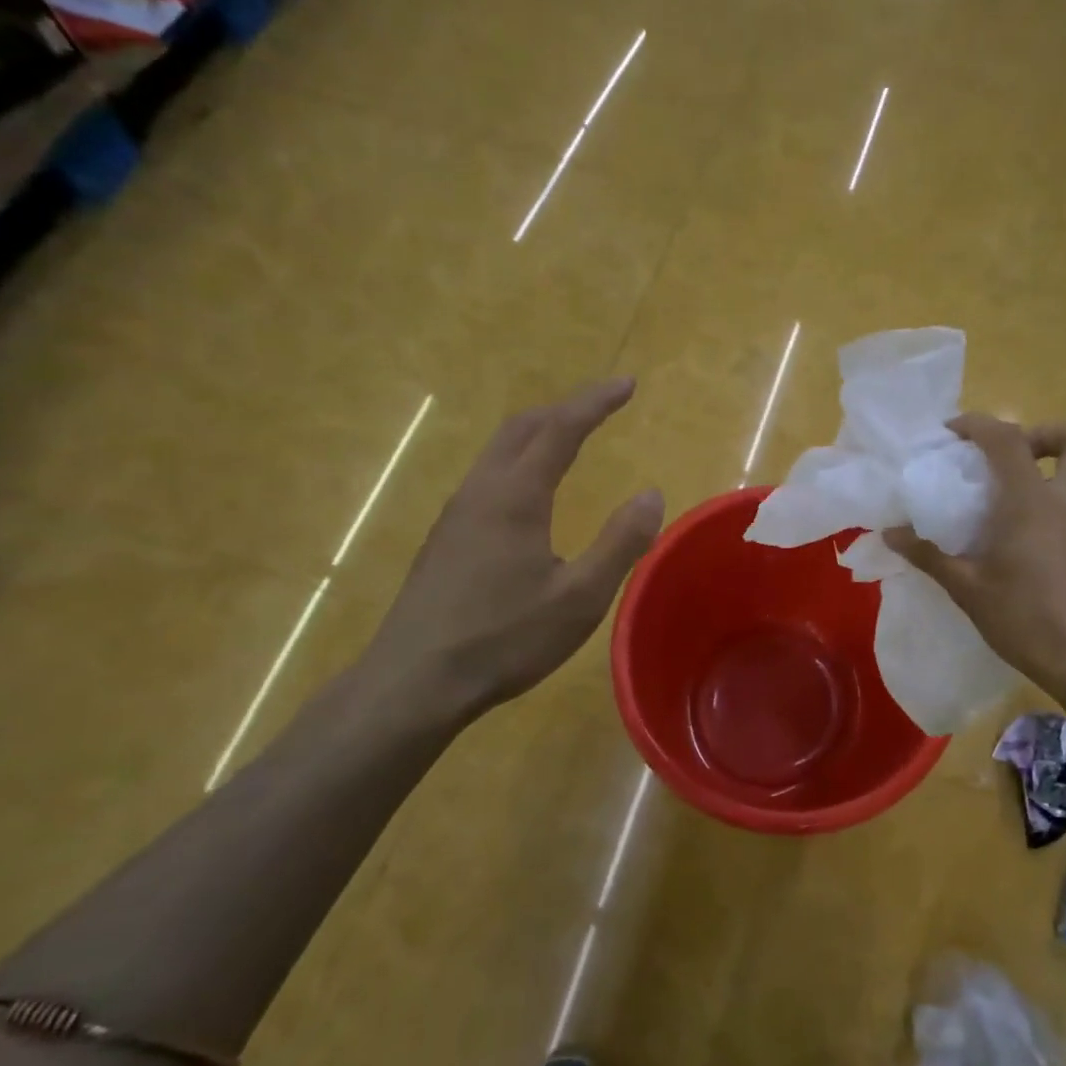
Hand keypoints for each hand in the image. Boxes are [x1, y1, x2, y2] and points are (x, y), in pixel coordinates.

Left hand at [359, 379, 663, 728]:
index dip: (595, 402)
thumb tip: (651, 494)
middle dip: (565, 407)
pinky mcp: (445, 539)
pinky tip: (529, 492)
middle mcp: (481, 491)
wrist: (414, 682)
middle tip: (602, 405)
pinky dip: (519, 461)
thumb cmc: (504, 639)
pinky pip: (487, 477)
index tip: (627, 383)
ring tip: (571, 437)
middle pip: (522, 427)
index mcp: (515, 495)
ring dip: (538, 433)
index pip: (560, 428)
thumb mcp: (579, 597)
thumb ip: (620, 542)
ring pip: (499, 451)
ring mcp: (456, 514)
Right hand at [883, 414, 1065, 699]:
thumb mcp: (967, 588)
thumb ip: (928, 555)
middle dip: (1041, 434)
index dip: (978, 424)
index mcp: (1032, 501)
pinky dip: (1045, 502)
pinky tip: (1014, 539)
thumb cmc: (1026, 618)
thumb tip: (890, 534)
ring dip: (1041, 469)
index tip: (950, 435)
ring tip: (998, 500)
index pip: (1008, 438)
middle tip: (1001, 460)